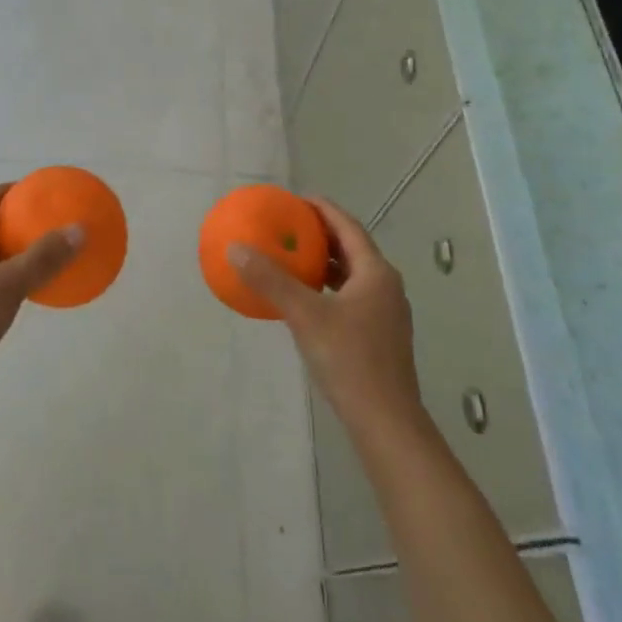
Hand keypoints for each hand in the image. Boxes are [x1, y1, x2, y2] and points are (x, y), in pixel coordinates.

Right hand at [229, 197, 424, 437]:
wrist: (386, 422)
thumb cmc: (350, 360)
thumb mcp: (305, 316)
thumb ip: (271, 280)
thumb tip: (236, 248)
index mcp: (375, 273)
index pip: (348, 226)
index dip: (322, 209)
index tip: (295, 199)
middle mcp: (385, 286)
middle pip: (351, 248)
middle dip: (320, 234)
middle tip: (288, 225)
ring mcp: (384, 313)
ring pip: (351, 275)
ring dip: (323, 262)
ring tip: (291, 256)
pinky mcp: (378, 335)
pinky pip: (349, 296)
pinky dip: (326, 288)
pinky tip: (303, 299)